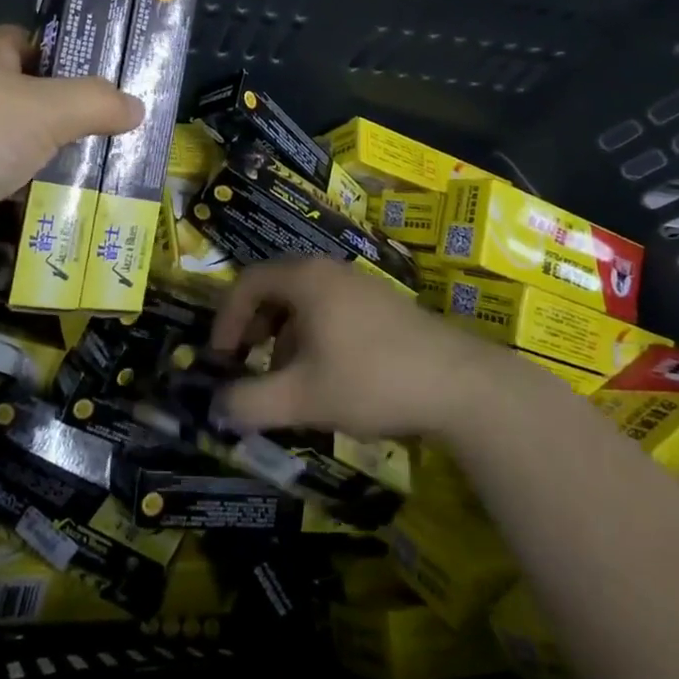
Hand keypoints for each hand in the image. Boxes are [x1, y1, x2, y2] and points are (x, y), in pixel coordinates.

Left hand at [0, 25, 141, 293]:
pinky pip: (14, 208)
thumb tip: (137, 106)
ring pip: (28, 163)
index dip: (70, 57)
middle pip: (35, 111)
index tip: (116, 76)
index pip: (29, 47)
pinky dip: (44, 216)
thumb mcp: (42, 106)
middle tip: (136, 142)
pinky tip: (89, 224)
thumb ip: (93, 103)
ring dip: (66, 177)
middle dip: (80, 127)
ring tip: (127, 186)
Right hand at [209, 259, 508, 438]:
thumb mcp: (302, 398)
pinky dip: (314, 339)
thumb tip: (217, 406)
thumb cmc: (371, 380)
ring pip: (305, 304)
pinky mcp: (384, 306)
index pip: (247, 283)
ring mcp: (361, 285)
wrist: (461, 385)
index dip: (225, 319)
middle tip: (249, 365)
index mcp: (305, 279)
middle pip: (275, 290)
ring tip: (289, 381)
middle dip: (254, 329)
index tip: (221, 358)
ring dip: (285, 338)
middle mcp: (330, 271)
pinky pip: (332, 312)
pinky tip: (328, 379)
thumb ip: (250, 403)